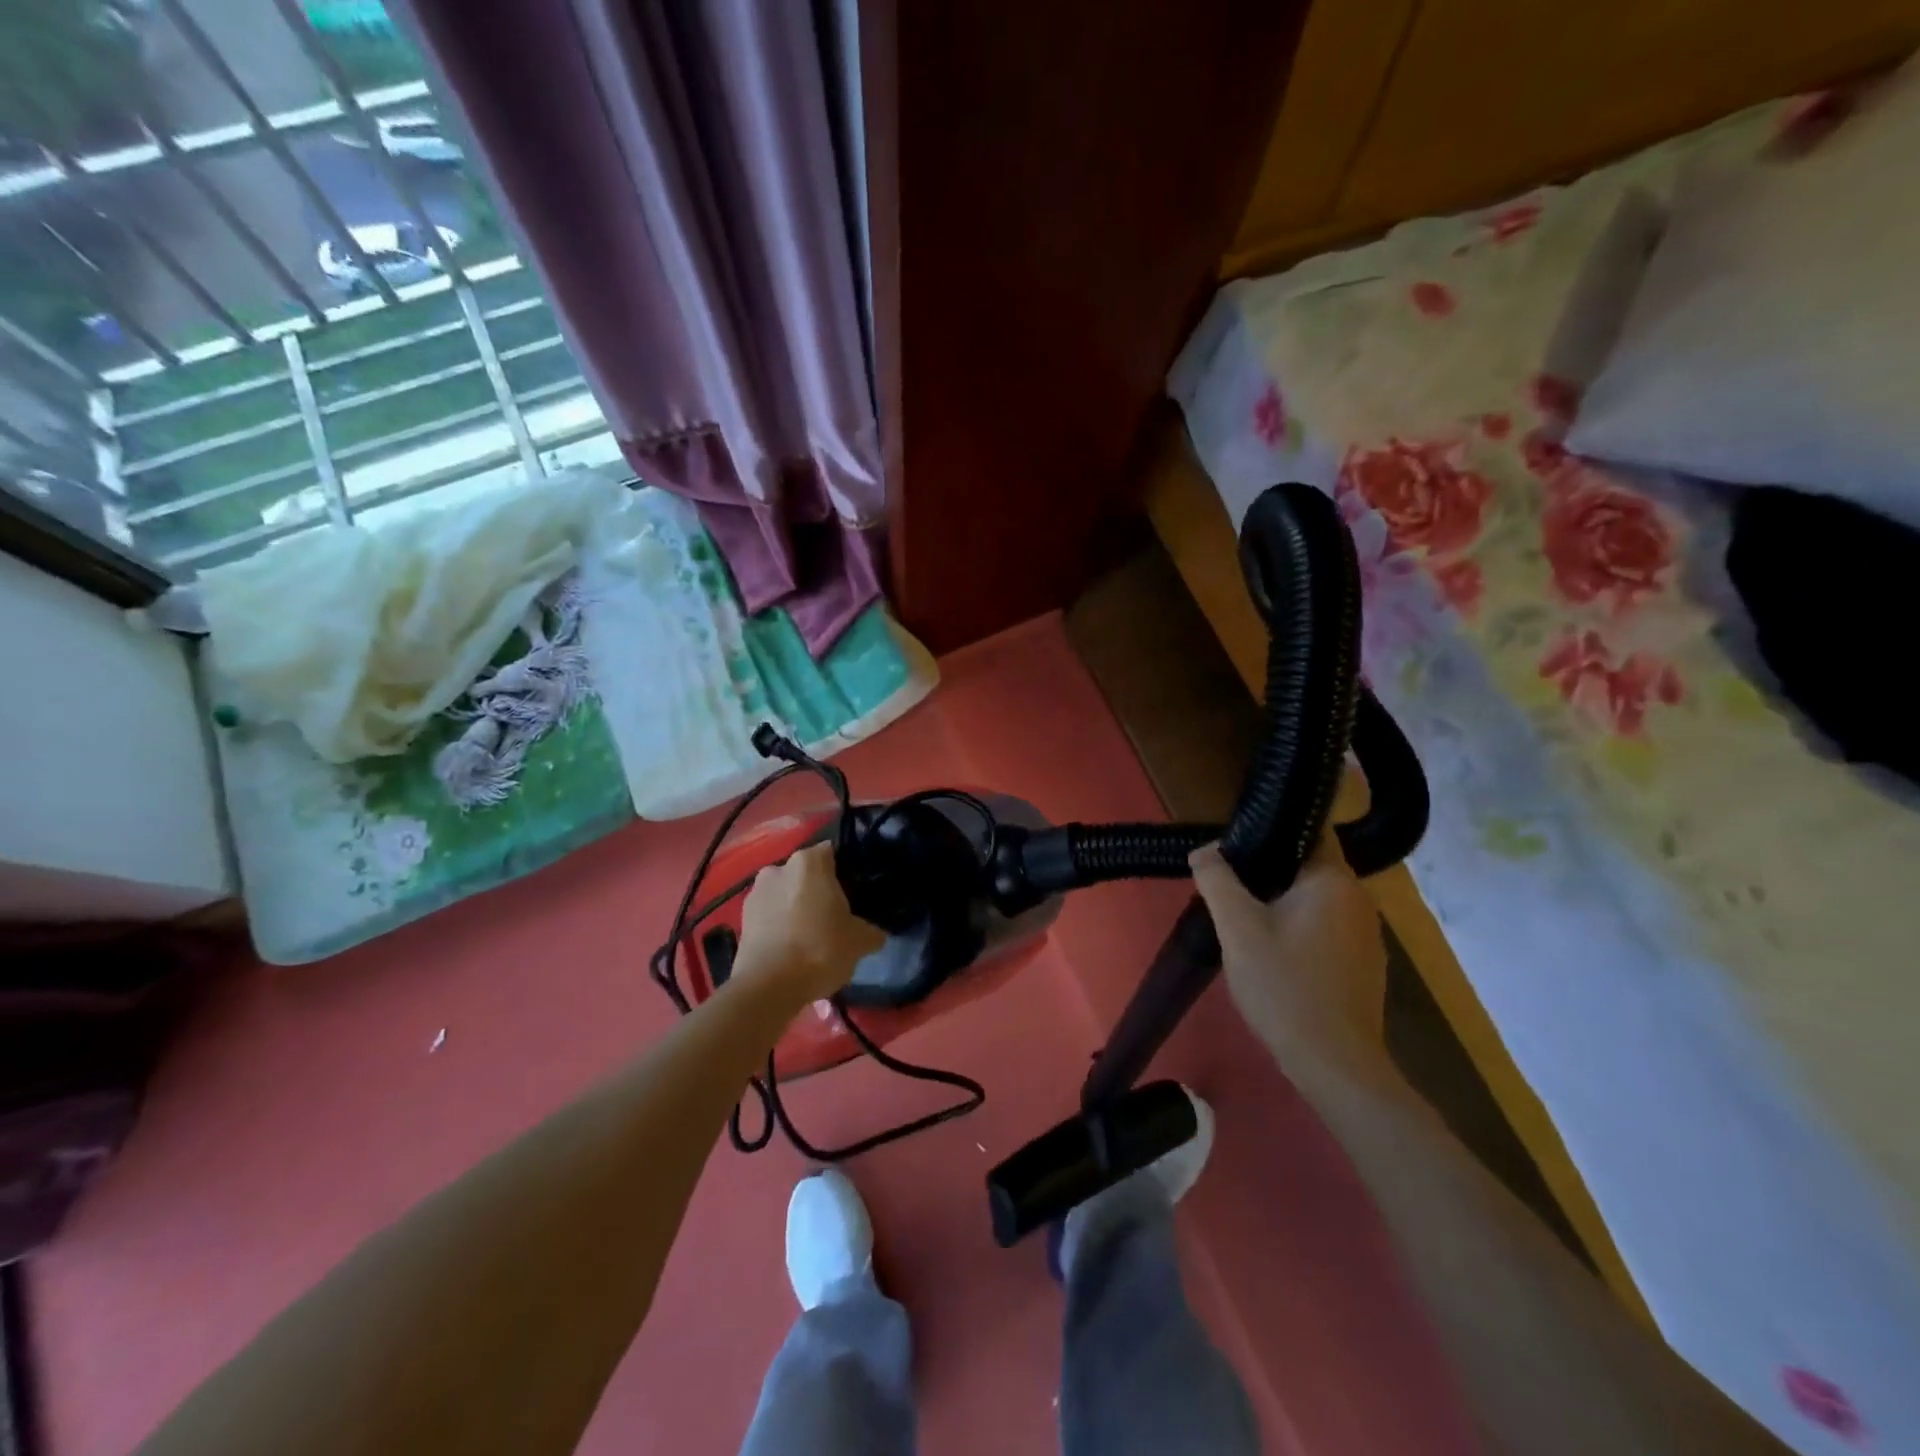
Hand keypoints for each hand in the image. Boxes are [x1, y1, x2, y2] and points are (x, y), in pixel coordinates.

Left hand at [736, 843, 885, 1006]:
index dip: (845, 872)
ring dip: (796, 908)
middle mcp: (778, 867)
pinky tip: (791, 949)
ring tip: (811, 937)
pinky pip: (769, 915)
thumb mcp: (860, 941)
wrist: (768, 987)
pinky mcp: (741, 919)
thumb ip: (872, 931)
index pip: (833, 854)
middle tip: (835, 917)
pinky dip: (780, 926)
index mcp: (809, 862)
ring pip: (785, 895)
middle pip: (806, 874)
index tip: (854, 894)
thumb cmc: (820, 950)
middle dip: (819, 891)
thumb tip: (876, 934)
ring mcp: (755, 893)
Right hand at [1190, 828, 1391, 1070]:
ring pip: (1315, 898)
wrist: (1334, 1063)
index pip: (1309, 830)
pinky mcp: (1363, 963)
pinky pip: (1325, 927)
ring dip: (1282, 900)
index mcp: (1334, 880)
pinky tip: (1273, 951)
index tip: (1236, 838)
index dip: (1271, 827)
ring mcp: (1366, 933)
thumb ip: (1217, 881)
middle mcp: (1359, 898)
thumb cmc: (1285, 987)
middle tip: (1228, 881)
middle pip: (1308, 865)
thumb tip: (1204, 850)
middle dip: (1269, 868)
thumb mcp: (1238, 929)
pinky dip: (1299, 927)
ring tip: (1244, 914)